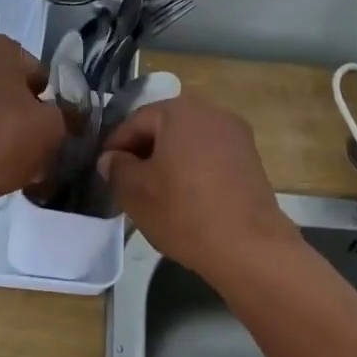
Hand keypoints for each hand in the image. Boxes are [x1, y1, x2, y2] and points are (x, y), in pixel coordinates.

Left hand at [0, 32, 64, 211]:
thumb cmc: (1, 140)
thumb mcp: (52, 128)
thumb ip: (65, 115)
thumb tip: (63, 116)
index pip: (36, 73)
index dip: (47, 103)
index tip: (47, 130)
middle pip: (7, 86)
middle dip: (20, 111)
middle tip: (30, 145)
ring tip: (7, 159)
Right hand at [99, 95, 297, 277]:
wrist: (249, 246)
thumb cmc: (184, 211)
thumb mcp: (135, 191)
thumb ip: (117, 168)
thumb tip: (112, 159)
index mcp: (179, 110)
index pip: (135, 121)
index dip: (115, 146)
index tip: (105, 170)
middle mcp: (211, 111)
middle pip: (165, 127)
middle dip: (144, 151)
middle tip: (128, 180)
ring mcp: (236, 134)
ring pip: (188, 141)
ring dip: (169, 160)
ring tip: (155, 191)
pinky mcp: (251, 158)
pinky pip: (210, 155)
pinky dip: (193, 169)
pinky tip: (186, 197)